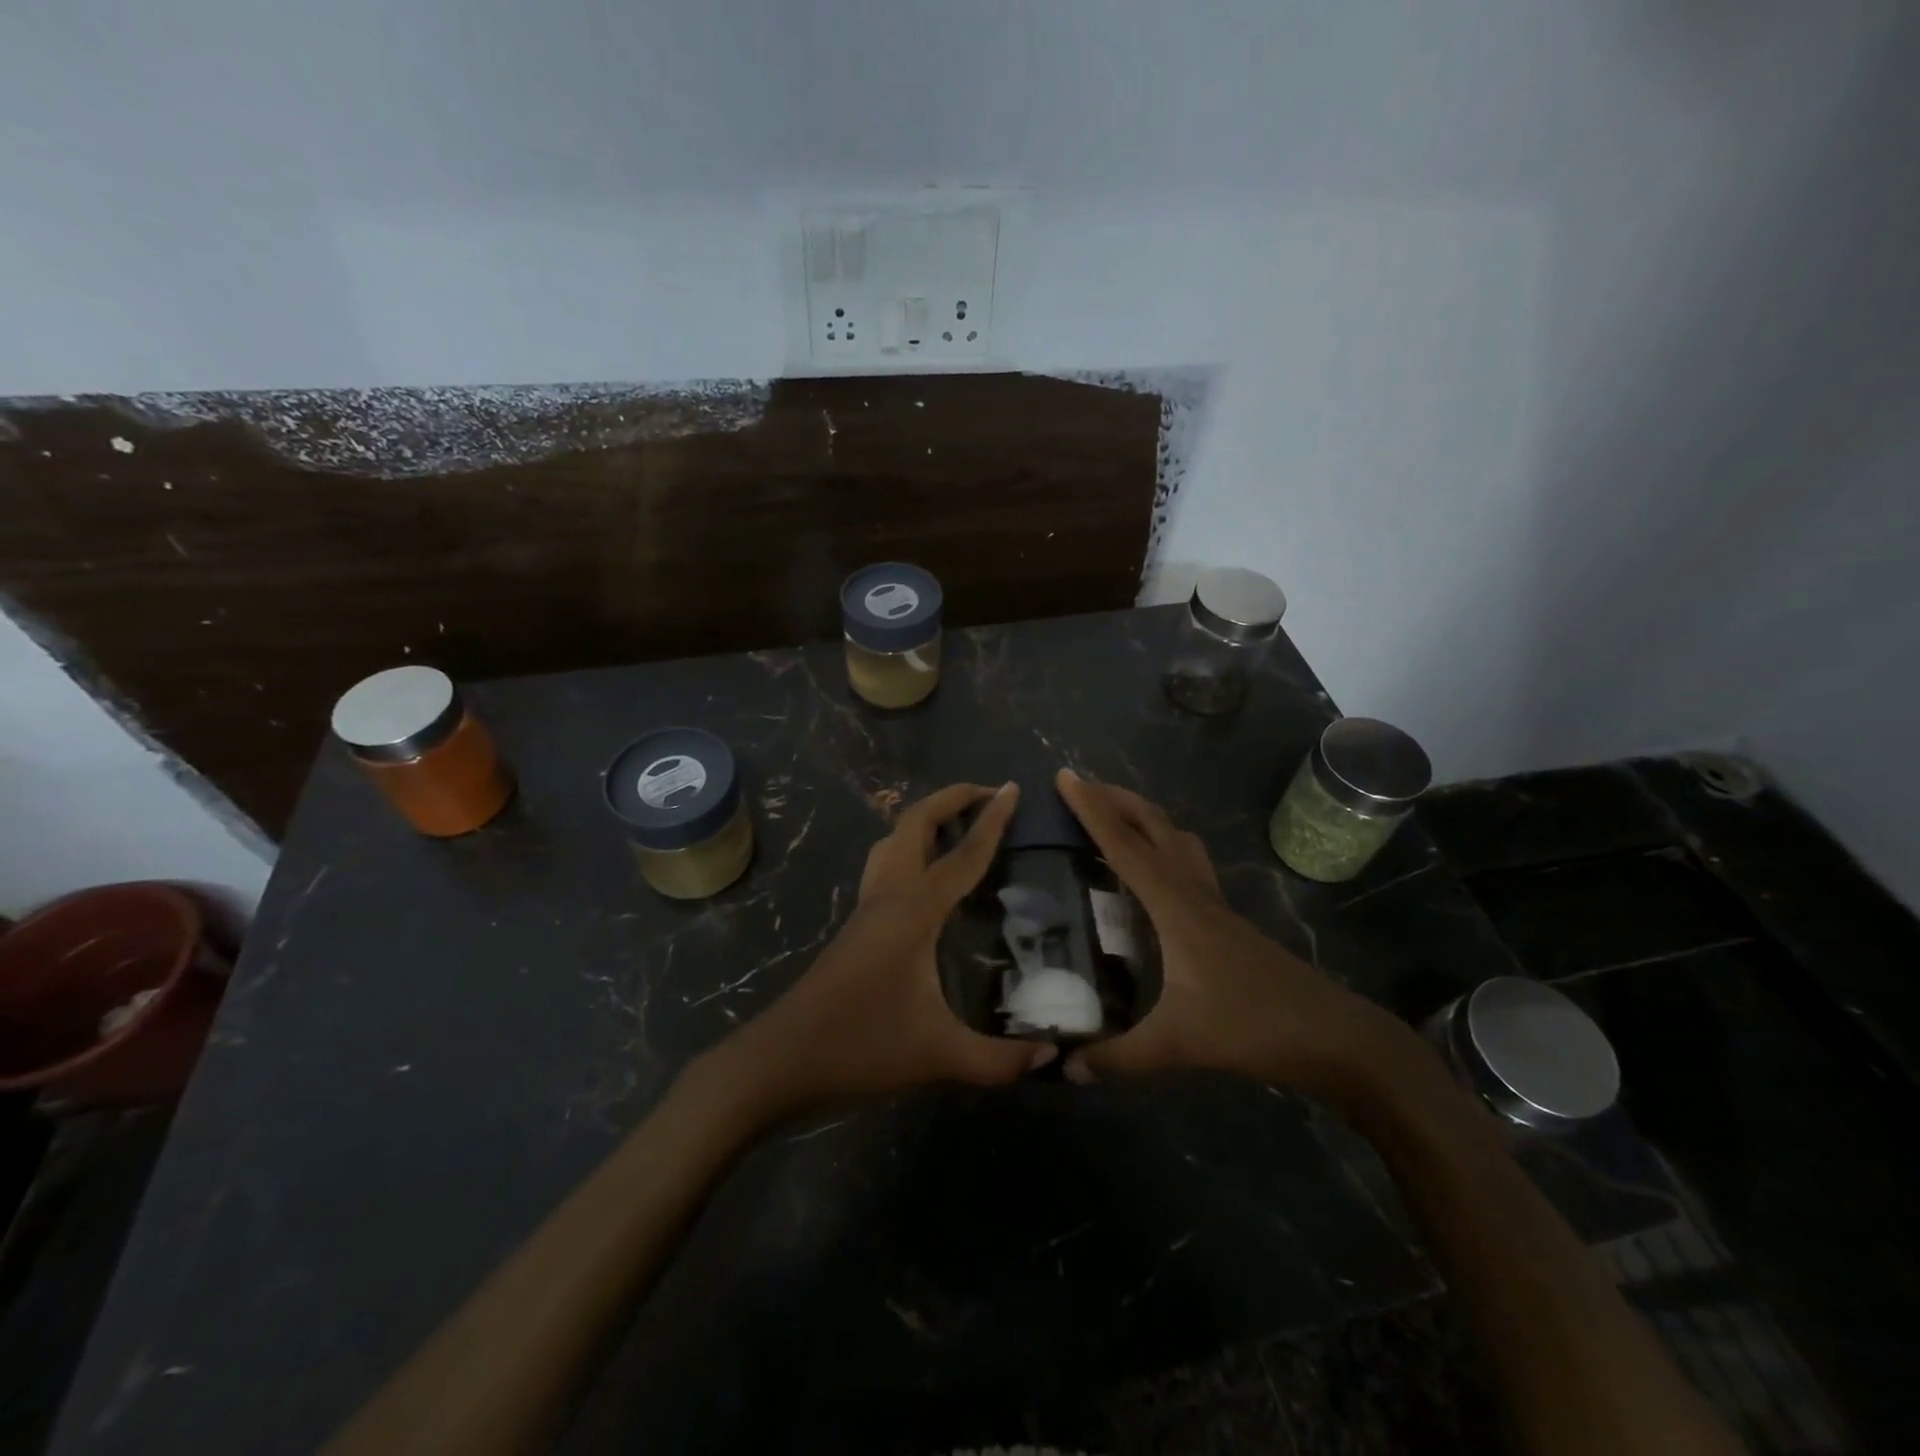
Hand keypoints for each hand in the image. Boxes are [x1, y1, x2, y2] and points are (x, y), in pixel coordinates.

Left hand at [716, 783, 1053, 1123]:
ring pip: (893, 839)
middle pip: (915, 823)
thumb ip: (998, 1060)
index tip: (1013, 788)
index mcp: (913, 912)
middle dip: (952, 798)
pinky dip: (910, 847)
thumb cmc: (859, 1047)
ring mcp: (867, 907)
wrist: (782, 1060)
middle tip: (990, 796)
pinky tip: (926, 874)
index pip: (962, 855)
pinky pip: (885, 863)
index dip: (992, 820)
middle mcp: (888, 896)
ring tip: (960, 822)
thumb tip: (1050, 1058)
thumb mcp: (937, 1056)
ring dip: (926, 818)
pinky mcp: (856, 924)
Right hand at [1054, 769, 1415, 1098]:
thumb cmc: (1252, 1026)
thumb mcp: (1177, 1045)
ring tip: (1113, 820)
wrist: (1330, 1036)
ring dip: (1144, 818)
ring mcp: (1214, 905)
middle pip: (1154, 826)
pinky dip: (1164, 849)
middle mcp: (1194, 893)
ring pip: (1177, 839)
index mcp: (1175, 907)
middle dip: (1117, 799)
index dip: (1092, 810)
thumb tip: (1063, 1067)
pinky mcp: (1225, 921)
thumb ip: (1117, 1057)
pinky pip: (1189, 865)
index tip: (1065, 776)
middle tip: (1081, 789)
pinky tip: (1152, 876)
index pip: (1125, 846)